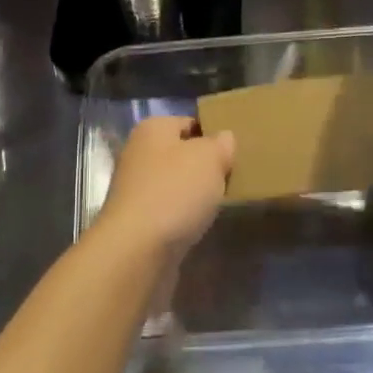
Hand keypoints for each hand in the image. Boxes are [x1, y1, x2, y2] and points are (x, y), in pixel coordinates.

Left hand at [95, 117, 234, 261]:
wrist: (137, 249)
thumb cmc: (174, 191)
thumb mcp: (209, 158)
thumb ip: (221, 144)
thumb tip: (223, 139)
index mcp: (152, 129)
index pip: (189, 122)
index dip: (213, 134)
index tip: (236, 152)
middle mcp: (138, 154)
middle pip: (182, 154)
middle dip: (205, 166)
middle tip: (234, 177)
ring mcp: (135, 189)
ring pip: (175, 184)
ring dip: (195, 193)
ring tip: (221, 202)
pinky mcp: (138, 220)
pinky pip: (169, 210)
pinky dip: (184, 216)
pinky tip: (200, 224)